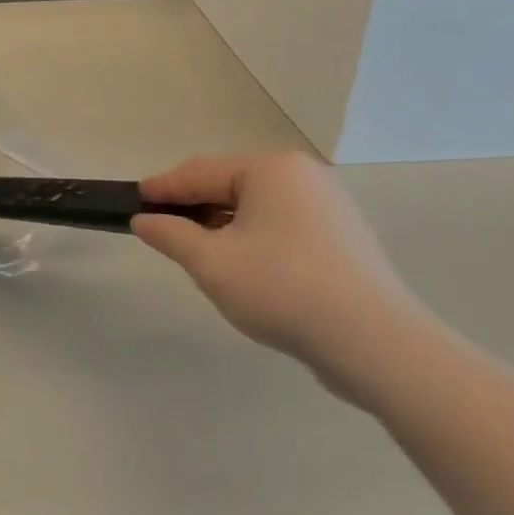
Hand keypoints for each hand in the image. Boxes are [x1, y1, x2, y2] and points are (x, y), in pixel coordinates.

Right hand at [134, 152, 431, 397]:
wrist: (378, 346)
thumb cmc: (284, 290)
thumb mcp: (213, 264)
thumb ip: (172, 236)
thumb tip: (145, 221)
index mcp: (271, 168)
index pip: (201, 171)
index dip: (164, 187)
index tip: (135, 198)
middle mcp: (303, 175)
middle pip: (231, 186)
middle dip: (195, 207)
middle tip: (163, 228)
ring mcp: (329, 206)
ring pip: (258, 208)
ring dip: (224, 225)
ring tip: (198, 251)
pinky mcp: (344, 238)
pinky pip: (284, 227)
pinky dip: (255, 239)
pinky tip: (244, 266)